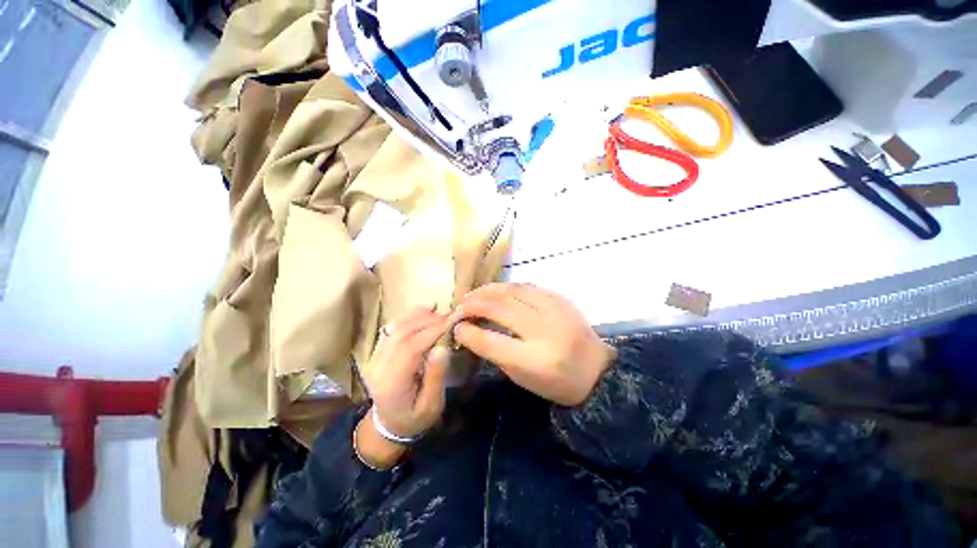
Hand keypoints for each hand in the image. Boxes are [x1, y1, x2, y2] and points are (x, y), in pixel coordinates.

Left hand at [356, 306, 450, 467]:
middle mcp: (378, 366)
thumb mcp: (431, 406)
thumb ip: (436, 376)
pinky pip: (395, 328)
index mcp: (391, 383)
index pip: (411, 348)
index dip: (433, 330)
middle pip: (404, 334)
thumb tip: (443, 346)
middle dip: (430, 321)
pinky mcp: (379, 351)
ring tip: (443, 314)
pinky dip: (411, 316)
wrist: (389, 425)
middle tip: (453, 317)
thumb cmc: (414, 419)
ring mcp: (375, 357)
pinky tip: (426, 309)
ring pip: (398, 327)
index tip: (454, 320)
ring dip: (422, 316)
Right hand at [451, 283, 615, 405]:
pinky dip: (506, 287)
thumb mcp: (522, 377)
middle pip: (499, 309)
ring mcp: (553, 309)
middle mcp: (543, 330)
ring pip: (511, 291)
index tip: (456, 327)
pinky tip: (496, 291)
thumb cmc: (556, 381)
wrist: (596, 369)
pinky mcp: (559, 298)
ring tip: (473, 294)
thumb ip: (495, 352)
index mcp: (533, 360)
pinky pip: (526, 287)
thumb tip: (471, 330)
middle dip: (473, 304)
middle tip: (460, 306)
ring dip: (487, 291)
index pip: (489, 341)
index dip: (467, 331)